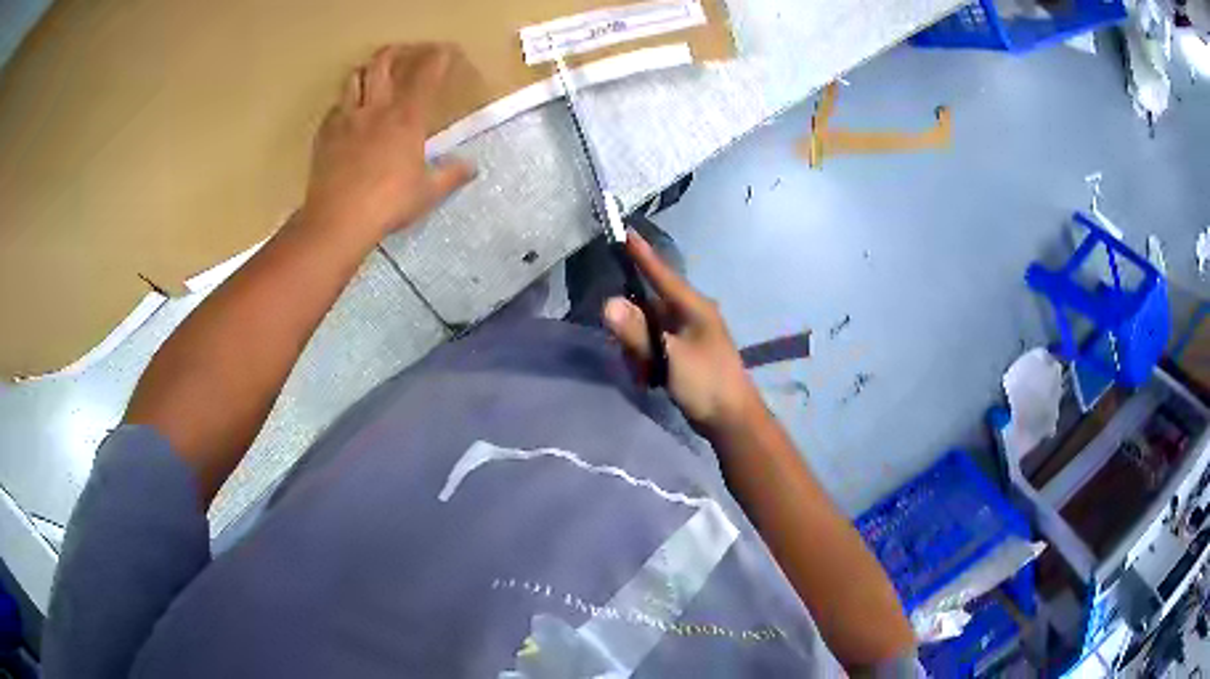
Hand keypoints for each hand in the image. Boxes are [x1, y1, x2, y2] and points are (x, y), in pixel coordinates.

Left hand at [298, 43, 474, 243]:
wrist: (337, 220)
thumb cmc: (387, 204)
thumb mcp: (427, 193)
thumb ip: (451, 175)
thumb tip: (472, 167)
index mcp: (405, 118)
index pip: (425, 74)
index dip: (438, 57)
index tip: (445, 51)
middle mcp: (375, 109)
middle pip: (382, 62)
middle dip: (396, 51)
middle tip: (404, 51)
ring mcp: (346, 119)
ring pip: (354, 77)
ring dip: (366, 71)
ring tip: (372, 75)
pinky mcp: (325, 134)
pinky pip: (334, 106)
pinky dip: (344, 102)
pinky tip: (348, 113)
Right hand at [603, 232, 764, 436]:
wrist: (732, 421)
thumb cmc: (706, 384)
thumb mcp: (669, 357)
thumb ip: (638, 332)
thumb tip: (607, 303)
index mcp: (694, 307)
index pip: (662, 274)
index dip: (642, 254)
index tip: (624, 231)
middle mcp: (691, 315)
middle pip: (648, 307)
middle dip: (634, 330)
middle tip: (634, 357)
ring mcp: (689, 335)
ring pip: (649, 330)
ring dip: (640, 351)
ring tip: (646, 375)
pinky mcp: (686, 353)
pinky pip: (656, 347)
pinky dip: (648, 361)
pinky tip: (650, 379)